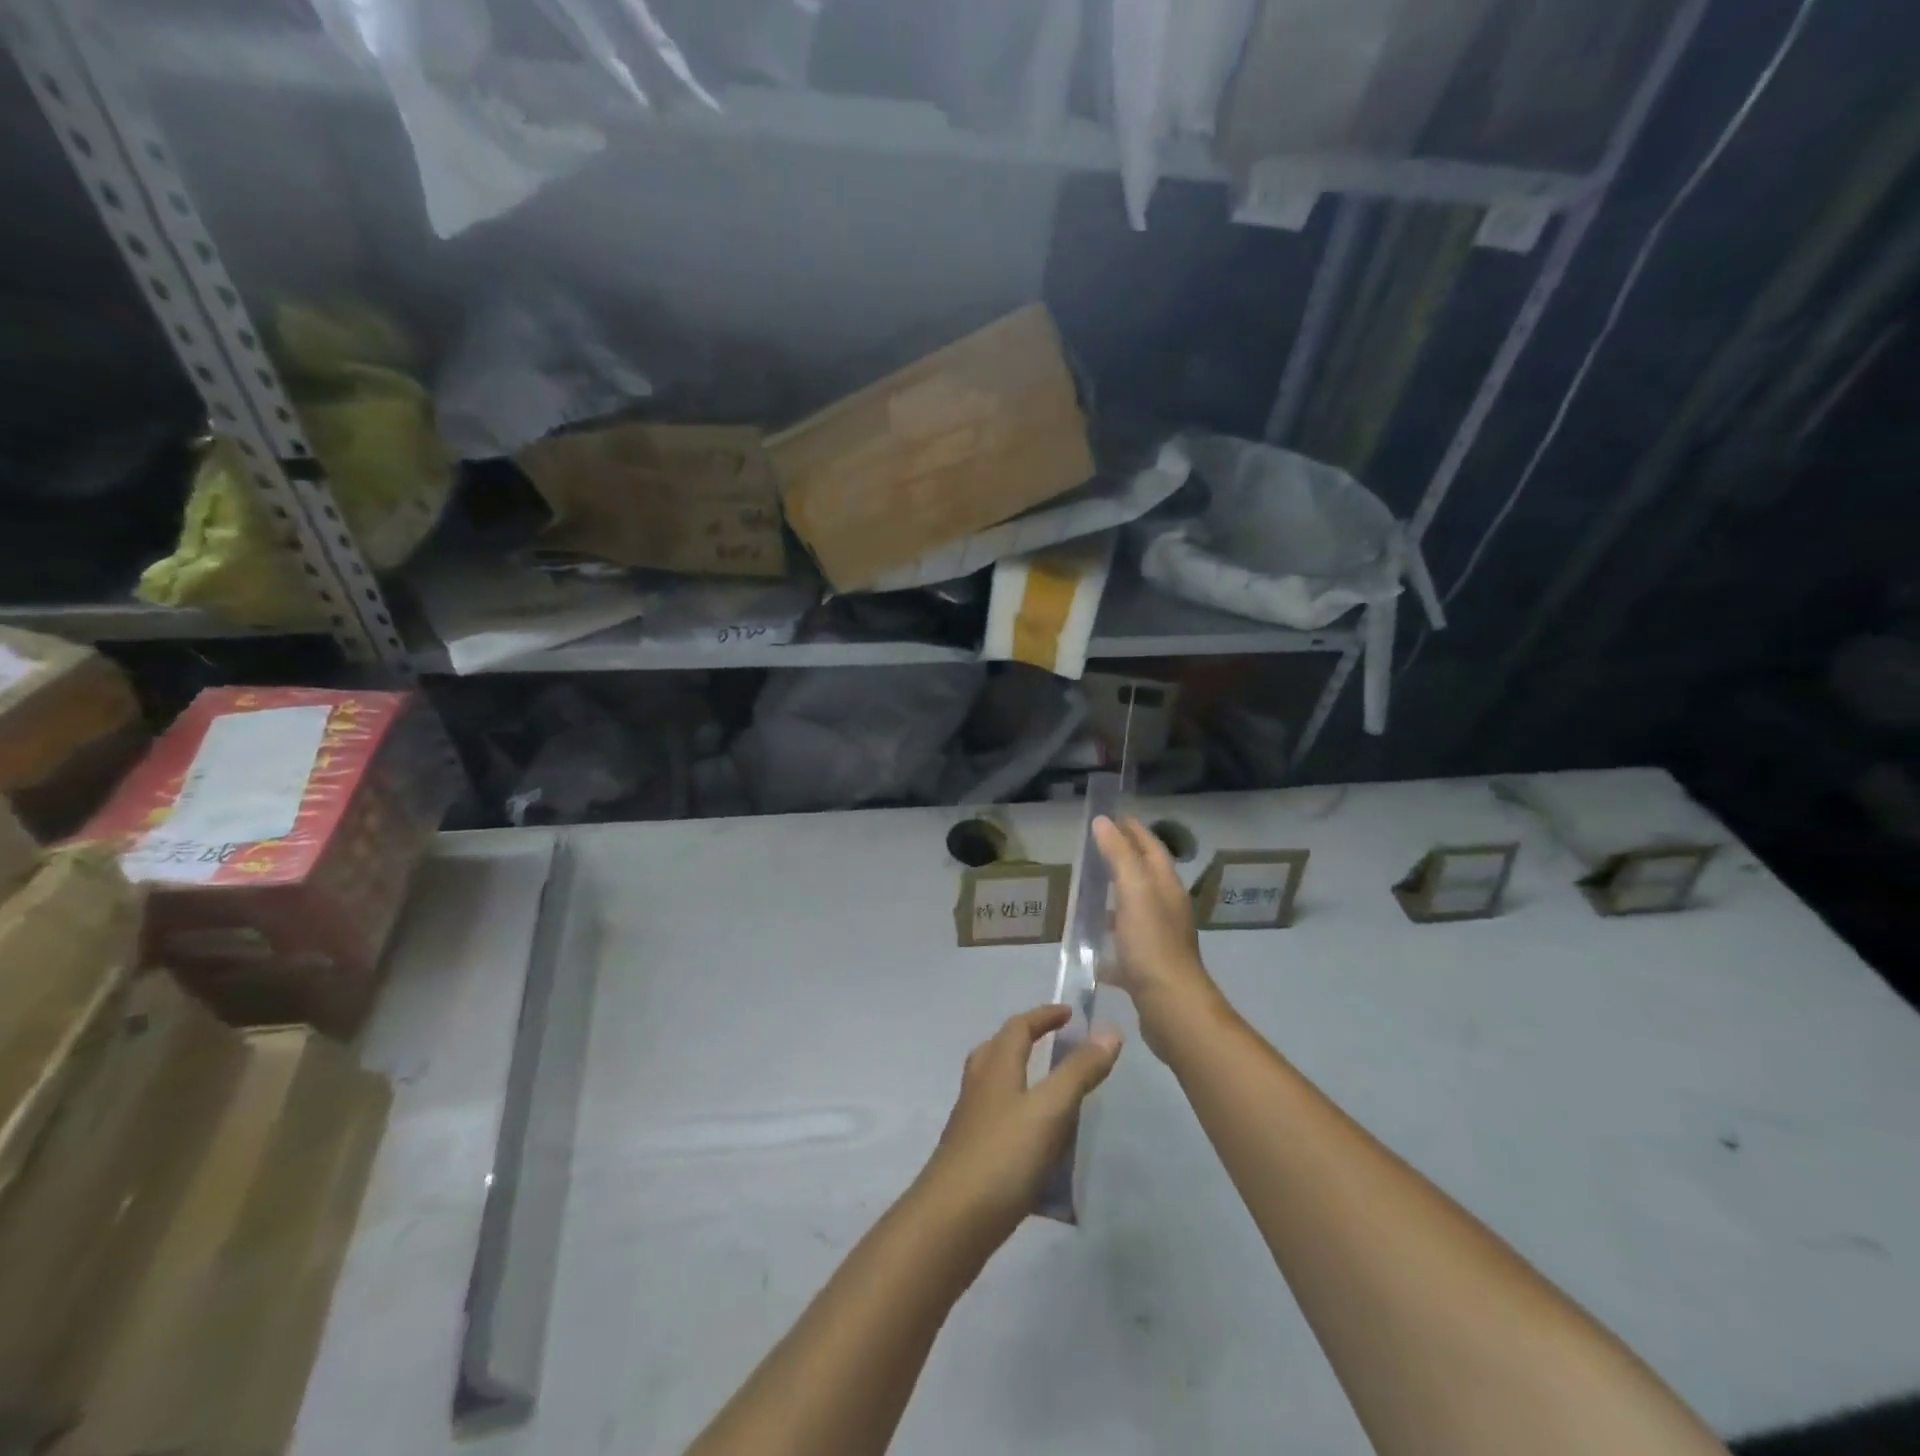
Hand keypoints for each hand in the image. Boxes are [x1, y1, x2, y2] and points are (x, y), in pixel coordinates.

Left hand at [916, 1006, 1121, 1247]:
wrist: (951, 1222)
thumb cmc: (1003, 1155)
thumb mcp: (1050, 1110)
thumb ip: (1079, 1071)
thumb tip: (1109, 1031)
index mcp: (995, 1065)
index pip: (1019, 1026)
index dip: (1044, 1016)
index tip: (1071, 1014)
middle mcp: (979, 1085)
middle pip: (1000, 1049)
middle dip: (1028, 1041)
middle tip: (1058, 1046)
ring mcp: (971, 1120)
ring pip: (997, 1085)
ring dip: (1024, 1079)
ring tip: (1055, 1095)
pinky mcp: (972, 1153)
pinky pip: (1000, 1119)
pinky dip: (1022, 1117)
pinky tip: (1042, 1145)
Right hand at [1092, 816, 1224, 1060]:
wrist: (1172, 1009)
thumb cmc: (1152, 945)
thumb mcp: (1133, 892)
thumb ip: (1119, 855)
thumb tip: (1104, 821)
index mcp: (1166, 888)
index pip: (1152, 848)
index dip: (1134, 830)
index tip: (1111, 816)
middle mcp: (1166, 909)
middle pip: (1145, 876)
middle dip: (1123, 859)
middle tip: (1094, 849)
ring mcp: (1158, 940)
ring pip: (1135, 909)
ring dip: (1115, 897)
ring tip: (1087, 892)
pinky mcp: (1147, 967)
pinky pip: (1124, 944)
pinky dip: (1108, 938)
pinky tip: (1088, 944)